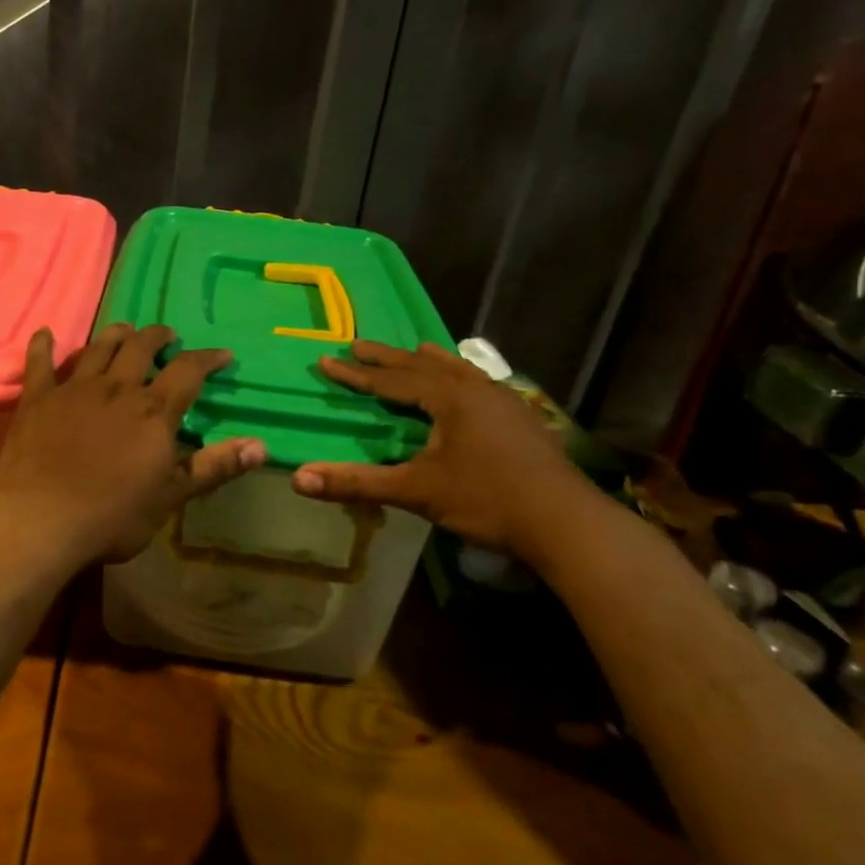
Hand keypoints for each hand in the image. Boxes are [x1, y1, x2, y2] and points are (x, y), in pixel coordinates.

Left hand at [0, 323, 266, 566]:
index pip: (188, 371)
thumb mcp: (171, 497)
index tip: (222, 354)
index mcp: (153, 412)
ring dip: (115, 335)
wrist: (41, 520)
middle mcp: (116, 389)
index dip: (207, 359)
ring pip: (98, 348)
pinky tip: (45, 333)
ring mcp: (74, 390)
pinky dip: (43, 346)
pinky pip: (40, 364)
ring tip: (125, 330)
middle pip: (140, 348)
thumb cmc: (112, 516)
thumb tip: (262, 445)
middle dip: (158, 337)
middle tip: (167, 335)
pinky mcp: (38, 399)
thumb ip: (214, 467)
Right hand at [291, 339, 590, 559]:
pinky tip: (466, 386)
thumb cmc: (487, 500)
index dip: (356, 373)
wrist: (565, 520)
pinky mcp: (521, 417)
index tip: (326, 360)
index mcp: (448, 397)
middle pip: (422, 365)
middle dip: (386, 357)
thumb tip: (299, 479)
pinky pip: (479, 382)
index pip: (391, 381)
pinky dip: (458, 376)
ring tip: (413, 349)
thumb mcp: (416, 491)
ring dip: (427, 360)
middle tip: (357, 344)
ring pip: (457, 369)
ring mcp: (504, 400)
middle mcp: (475, 388)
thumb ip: (357, 483)